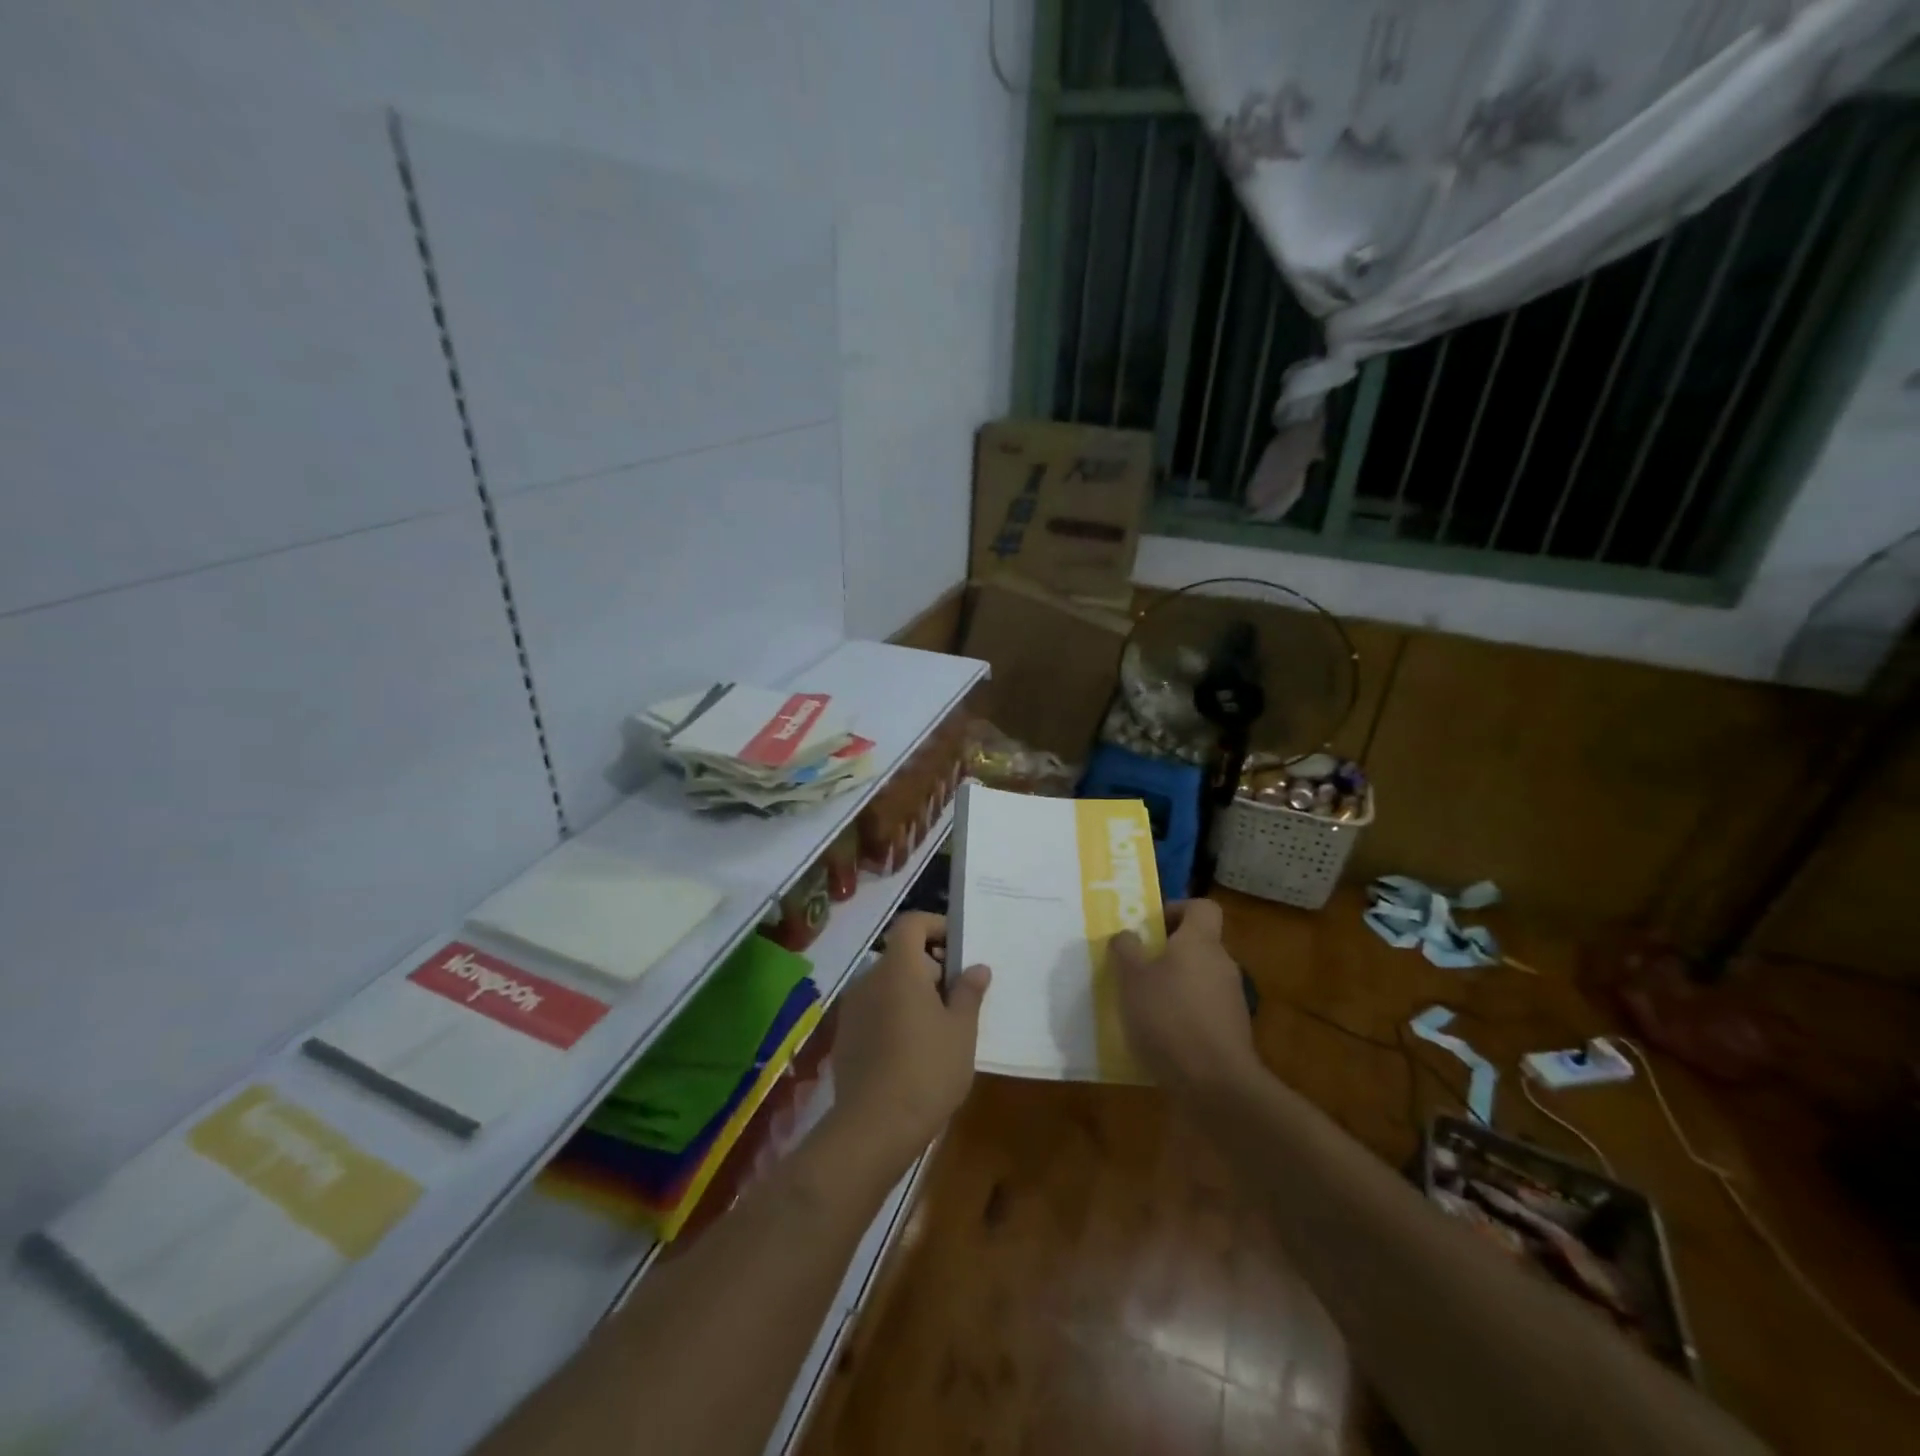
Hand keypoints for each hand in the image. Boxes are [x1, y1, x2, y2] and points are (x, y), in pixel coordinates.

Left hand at [830, 912, 989, 1165]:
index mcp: (898, 969)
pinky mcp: (844, 1037)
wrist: (872, 1129)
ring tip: (940, 1026)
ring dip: (912, 993)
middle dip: (930, 966)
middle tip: (958, 996)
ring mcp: (852, 1009)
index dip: (935, 926)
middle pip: (900, 955)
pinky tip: (913, 1050)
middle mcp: (869, 980)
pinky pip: (874, 1010)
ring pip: (887, 984)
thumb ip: (968, 993)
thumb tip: (976, 968)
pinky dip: (894, 1015)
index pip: (911, 923)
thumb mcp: (961, 1031)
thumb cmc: (927, 1070)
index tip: (958, 948)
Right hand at [1112, 898, 1261, 1100]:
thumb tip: (1128, 935)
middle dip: (1167, 952)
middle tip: (1135, 967)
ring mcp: (1231, 1000)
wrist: (1216, 1085)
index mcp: (1200, 942)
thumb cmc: (1168, 1018)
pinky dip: (1184, 1016)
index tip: (1150, 926)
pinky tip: (1160, 1037)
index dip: (1176, 909)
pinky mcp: (1232, 1033)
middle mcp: (1222, 964)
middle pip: (1198, 944)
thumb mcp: (1132, 979)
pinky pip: (1204, 1010)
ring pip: (1200, 979)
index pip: (1201, 907)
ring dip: (1174, 986)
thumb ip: (1126, 950)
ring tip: (1142, 1006)